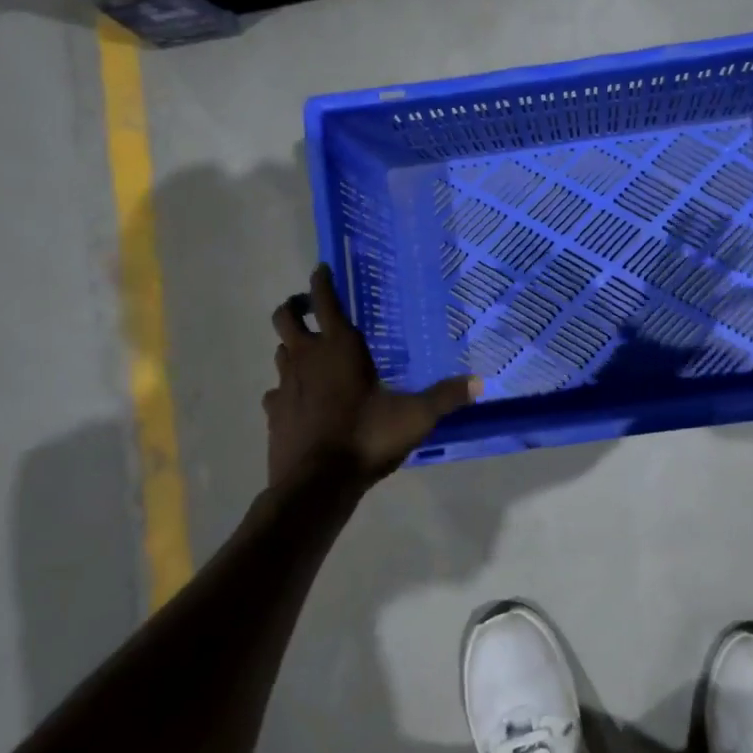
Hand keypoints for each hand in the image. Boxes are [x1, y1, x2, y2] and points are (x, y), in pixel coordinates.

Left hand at [265, 265, 480, 487]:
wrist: (316, 484)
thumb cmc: (366, 438)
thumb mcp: (415, 417)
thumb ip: (445, 397)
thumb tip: (479, 382)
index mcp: (340, 348)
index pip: (326, 301)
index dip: (323, 281)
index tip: (323, 268)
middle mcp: (307, 358)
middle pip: (285, 317)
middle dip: (295, 307)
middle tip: (311, 310)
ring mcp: (285, 385)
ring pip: (280, 351)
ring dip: (292, 347)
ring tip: (310, 354)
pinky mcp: (274, 413)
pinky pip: (276, 391)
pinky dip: (286, 389)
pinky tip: (300, 400)